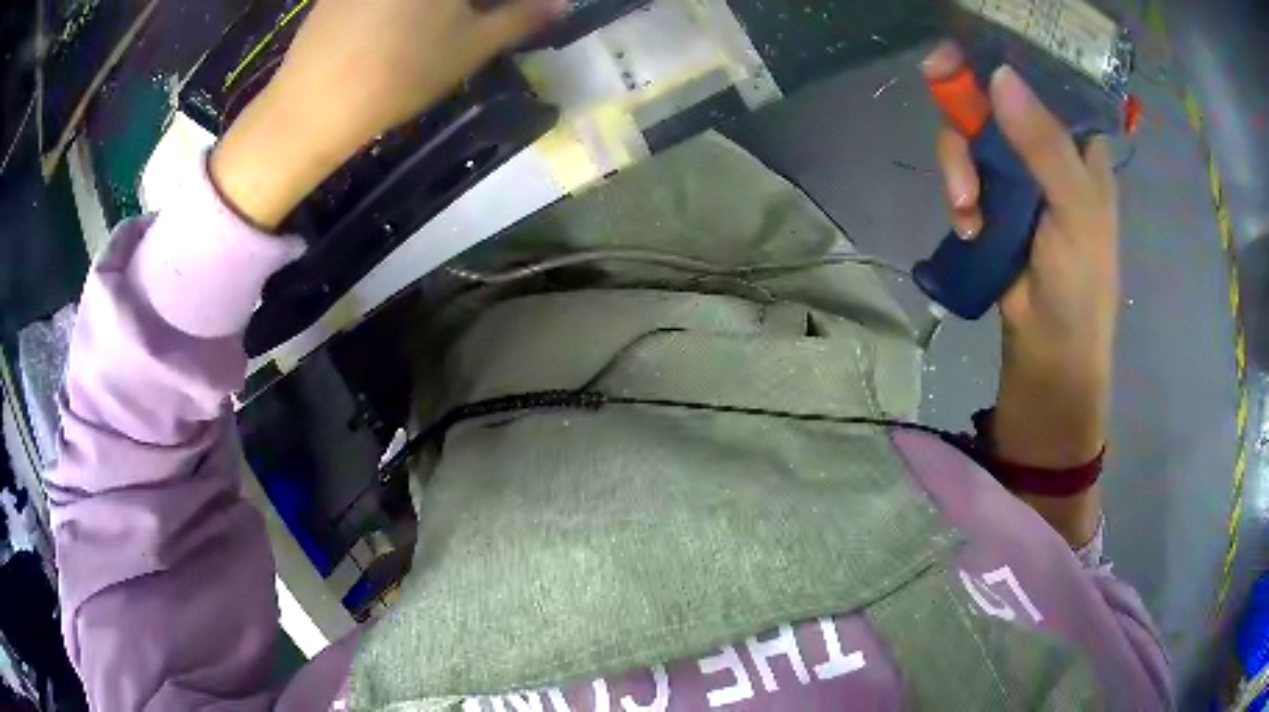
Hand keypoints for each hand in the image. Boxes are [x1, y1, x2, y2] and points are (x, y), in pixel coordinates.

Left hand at [210, 0, 564, 229]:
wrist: (310, 106)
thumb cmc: (399, 75)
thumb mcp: (471, 47)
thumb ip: (521, 18)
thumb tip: (561, 4)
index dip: (504, 6)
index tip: (512, 17)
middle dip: (475, 5)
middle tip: (484, 21)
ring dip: (446, 7)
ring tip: (446, 26)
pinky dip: (408, 7)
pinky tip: (405, 26)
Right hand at [924, 43, 1119, 469]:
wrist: (1049, 349)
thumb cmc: (1081, 283)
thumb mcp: (1075, 210)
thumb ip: (1045, 145)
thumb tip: (999, 76)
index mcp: (1078, 143)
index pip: (1046, 78)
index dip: (1011, 54)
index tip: (974, 42)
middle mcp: (1045, 147)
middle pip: (995, 95)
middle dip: (968, 104)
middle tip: (940, 88)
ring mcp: (1015, 173)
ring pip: (971, 132)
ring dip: (958, 164)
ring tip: (966, 207)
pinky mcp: (990, 198)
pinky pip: (961, 171)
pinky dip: (957, 193)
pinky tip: (966, 225)